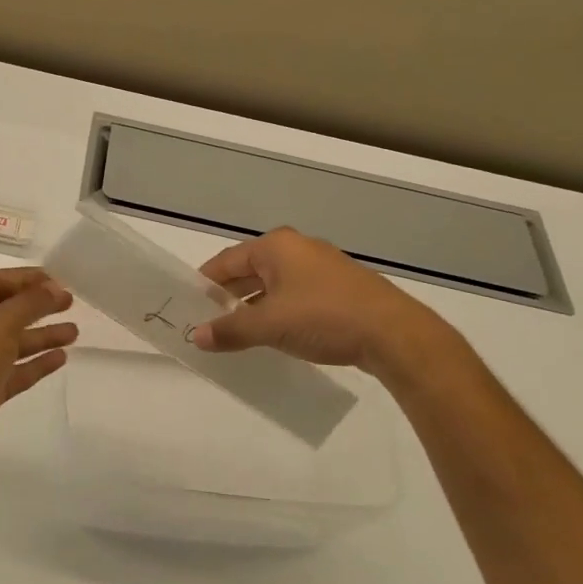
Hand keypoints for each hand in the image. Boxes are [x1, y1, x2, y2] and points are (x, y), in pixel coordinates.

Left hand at [0, 267, 76, 468]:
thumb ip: (30, 302)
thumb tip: (54, 287)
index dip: (26, 278)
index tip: (59, 280)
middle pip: (4, 310)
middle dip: (37, 306)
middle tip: (70, 303)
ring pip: (12, 342)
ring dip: (42, 335)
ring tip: (74, 332)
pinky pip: (14, 370)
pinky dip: (36, 363)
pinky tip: (61, 358)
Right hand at [188, 227, 448, 377]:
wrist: (395, 334)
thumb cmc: (323, 318)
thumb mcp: (268, 325)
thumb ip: (229, 330)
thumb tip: (196, 337)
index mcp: (276, 246)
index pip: (226, 261)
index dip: (204, 283)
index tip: (187, 305)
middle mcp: (297, 248)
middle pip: (249, 270)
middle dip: (228, 295)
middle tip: (207, 320)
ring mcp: (322, 266)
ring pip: (273, 284)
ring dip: (253, 305)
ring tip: (236, 331)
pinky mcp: (340, 287)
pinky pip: (295, 294)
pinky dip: (278, 310)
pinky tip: (275, 333)